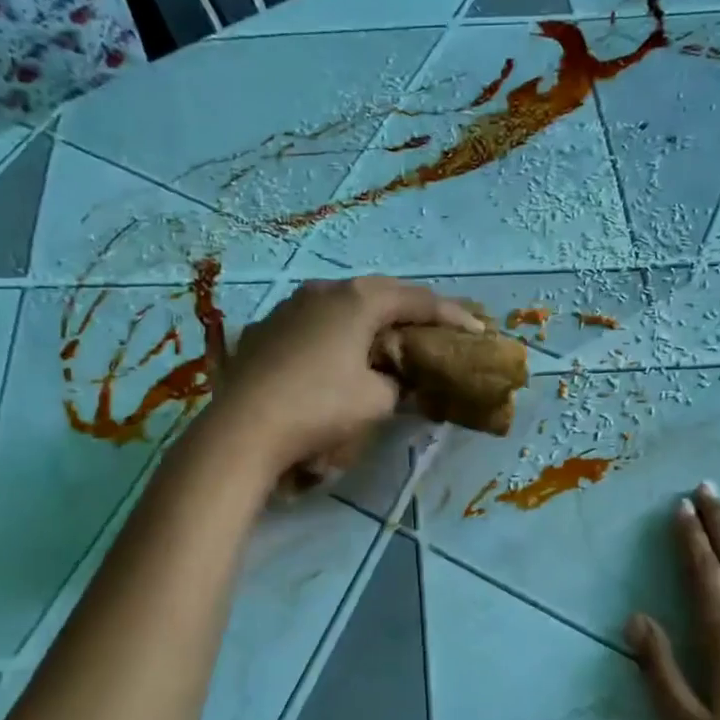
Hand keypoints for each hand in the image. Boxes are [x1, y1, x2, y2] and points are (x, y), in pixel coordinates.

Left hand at [210, 276, 481, 473]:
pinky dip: (338, 332)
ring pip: (343, 304)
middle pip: (379, 294)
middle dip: (410, 310)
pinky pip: (315, 322)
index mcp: (358, 300)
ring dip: (370, 318)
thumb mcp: (376, 401)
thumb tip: (398, 381)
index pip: (417, 301)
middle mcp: (323, 291)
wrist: (243, 429)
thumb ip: (399, 385)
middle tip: (436, 328)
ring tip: (389, 337)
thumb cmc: (320, 408)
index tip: (477, 329)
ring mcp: (289, 306)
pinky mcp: (266, 328)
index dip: (451, 315)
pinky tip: (340, 353)